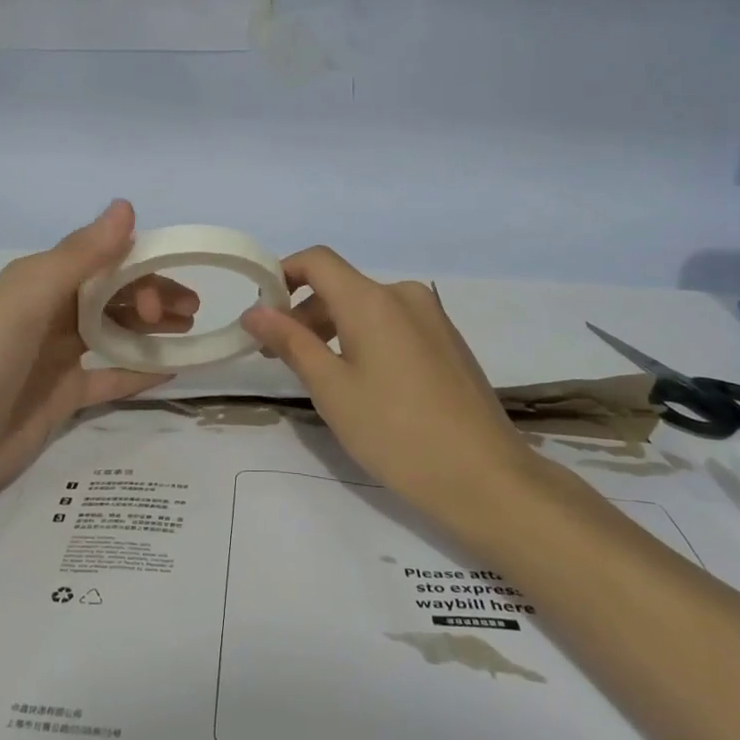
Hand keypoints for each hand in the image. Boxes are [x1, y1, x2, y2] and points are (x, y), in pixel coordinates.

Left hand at [0, 200, 197, 498]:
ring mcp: (60, 355)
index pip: (108, 263)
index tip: (171, 293)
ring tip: (189, 335)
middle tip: (188, 315)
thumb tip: (126, 205)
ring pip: (117, 333)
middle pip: (117, 296)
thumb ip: (83, 253)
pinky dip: (139, 372)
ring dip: (153, 330)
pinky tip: (171, 371)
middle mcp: (55, 312)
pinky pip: (111, 377)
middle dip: (155, 298)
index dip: (143, 271)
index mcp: (46, 280)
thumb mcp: (34, 293)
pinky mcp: (64, 395)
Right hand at [241, 246, 533, 525]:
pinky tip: (364, 384)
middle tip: (279, 358)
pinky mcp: (448, 341)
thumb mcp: (331, 389)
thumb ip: (291, 342)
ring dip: (333, 330)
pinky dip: (365, 339)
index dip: (282, 274)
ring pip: (367, 308)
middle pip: (341, 287)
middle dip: (303, 313)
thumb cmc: (396, 433)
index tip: (261, 311)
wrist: (485, 478)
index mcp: (372, 300)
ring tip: (319, 376)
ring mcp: (432, 318)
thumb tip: (254, 311)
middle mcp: (404, 295)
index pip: (316, 261)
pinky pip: (394, 324)